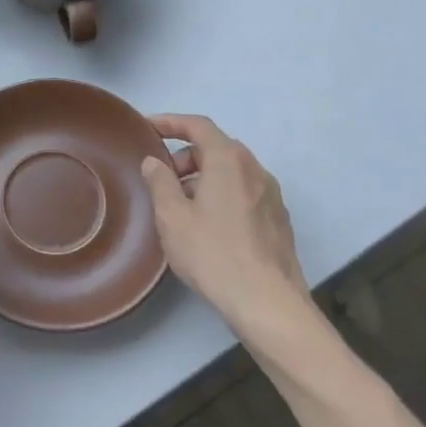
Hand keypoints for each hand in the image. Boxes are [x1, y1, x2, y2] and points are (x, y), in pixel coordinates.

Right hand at [140, 114, 319, 360]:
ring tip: (180, 205)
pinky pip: (243, 192)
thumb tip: (154, 161)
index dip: (170, 122)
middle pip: (216, 148)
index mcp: (228, 160)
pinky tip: (206, 225)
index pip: (198, 126)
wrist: (268, 303)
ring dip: (203, 177)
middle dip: (185, 155)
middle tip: (161, 177)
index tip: (147, 128)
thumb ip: (159, 181)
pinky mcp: (278, 220)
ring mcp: (271, 195)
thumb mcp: (172, 216)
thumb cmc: (213, 253)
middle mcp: (255, 169)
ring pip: (231, 172)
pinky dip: (221, 194)